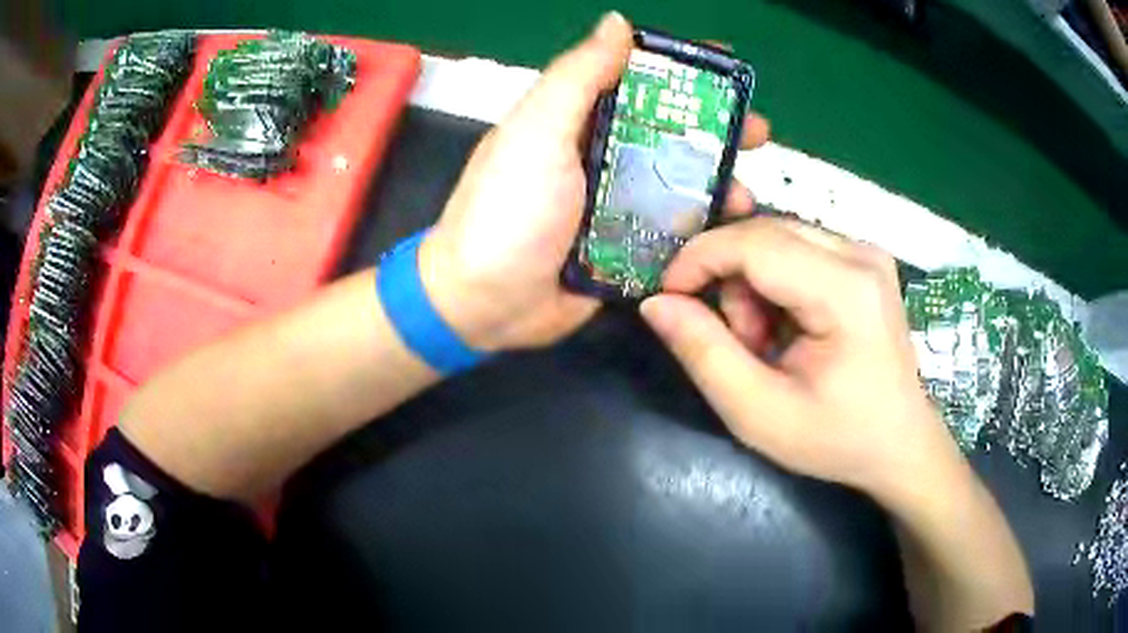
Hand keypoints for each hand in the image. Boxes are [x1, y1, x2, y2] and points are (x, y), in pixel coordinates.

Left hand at [419, 12, 766, 351]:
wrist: (485, 303)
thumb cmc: (506, 211)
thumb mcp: (536, 132)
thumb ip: (577, 76)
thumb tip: (618, 22)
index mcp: (577, 119)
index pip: (638, 79)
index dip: (682, 69)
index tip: (727, 66)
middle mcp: (599, 153)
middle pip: (669, 130)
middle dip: (716, 128)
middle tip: (758, 132)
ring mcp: (614, 202)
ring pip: (678, 180)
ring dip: (716, 180)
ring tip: (746, 192)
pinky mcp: (624, 246)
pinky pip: (672, 228)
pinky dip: (700, 225)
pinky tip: (726, 228)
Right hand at [639, 218, 965, 501]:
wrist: (899, 443)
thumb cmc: (837, 438)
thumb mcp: (759, 414)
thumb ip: (704, 353)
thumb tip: (657, 302)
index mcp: (846, 290)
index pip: (755, 242)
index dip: (699, 258)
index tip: (669, 297)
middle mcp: (860, 252)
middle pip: (764, 233)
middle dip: (732, 282)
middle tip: (742, 343)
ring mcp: (865, 250)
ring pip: (776, 238)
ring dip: (754, 286)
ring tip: (771, 344)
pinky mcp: (862, 258)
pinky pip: (796, 248)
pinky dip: (776, 284)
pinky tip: (790, 327)